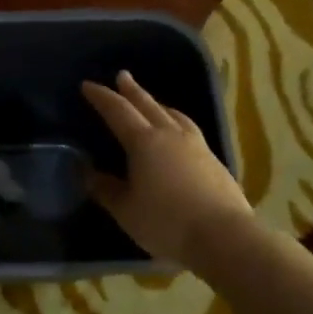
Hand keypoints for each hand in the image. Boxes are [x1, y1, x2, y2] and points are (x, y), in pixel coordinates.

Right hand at [82, 70, 250, 264]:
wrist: (225, 237)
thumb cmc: (167, 222)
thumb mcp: (126, 210)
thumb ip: (105, 189)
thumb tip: (87, 172)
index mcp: (144, 142)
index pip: (118, 111)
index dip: (102, 97)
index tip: (88, 85)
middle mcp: (170, 135)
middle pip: (148, 105)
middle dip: (132, 90)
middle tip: (122, 75)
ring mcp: (196, 146)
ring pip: (174, 115)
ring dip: (158, 104)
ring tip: (152, 102)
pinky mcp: (214, 160)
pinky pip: (189, 129)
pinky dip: (177, 121)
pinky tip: (179, 131)